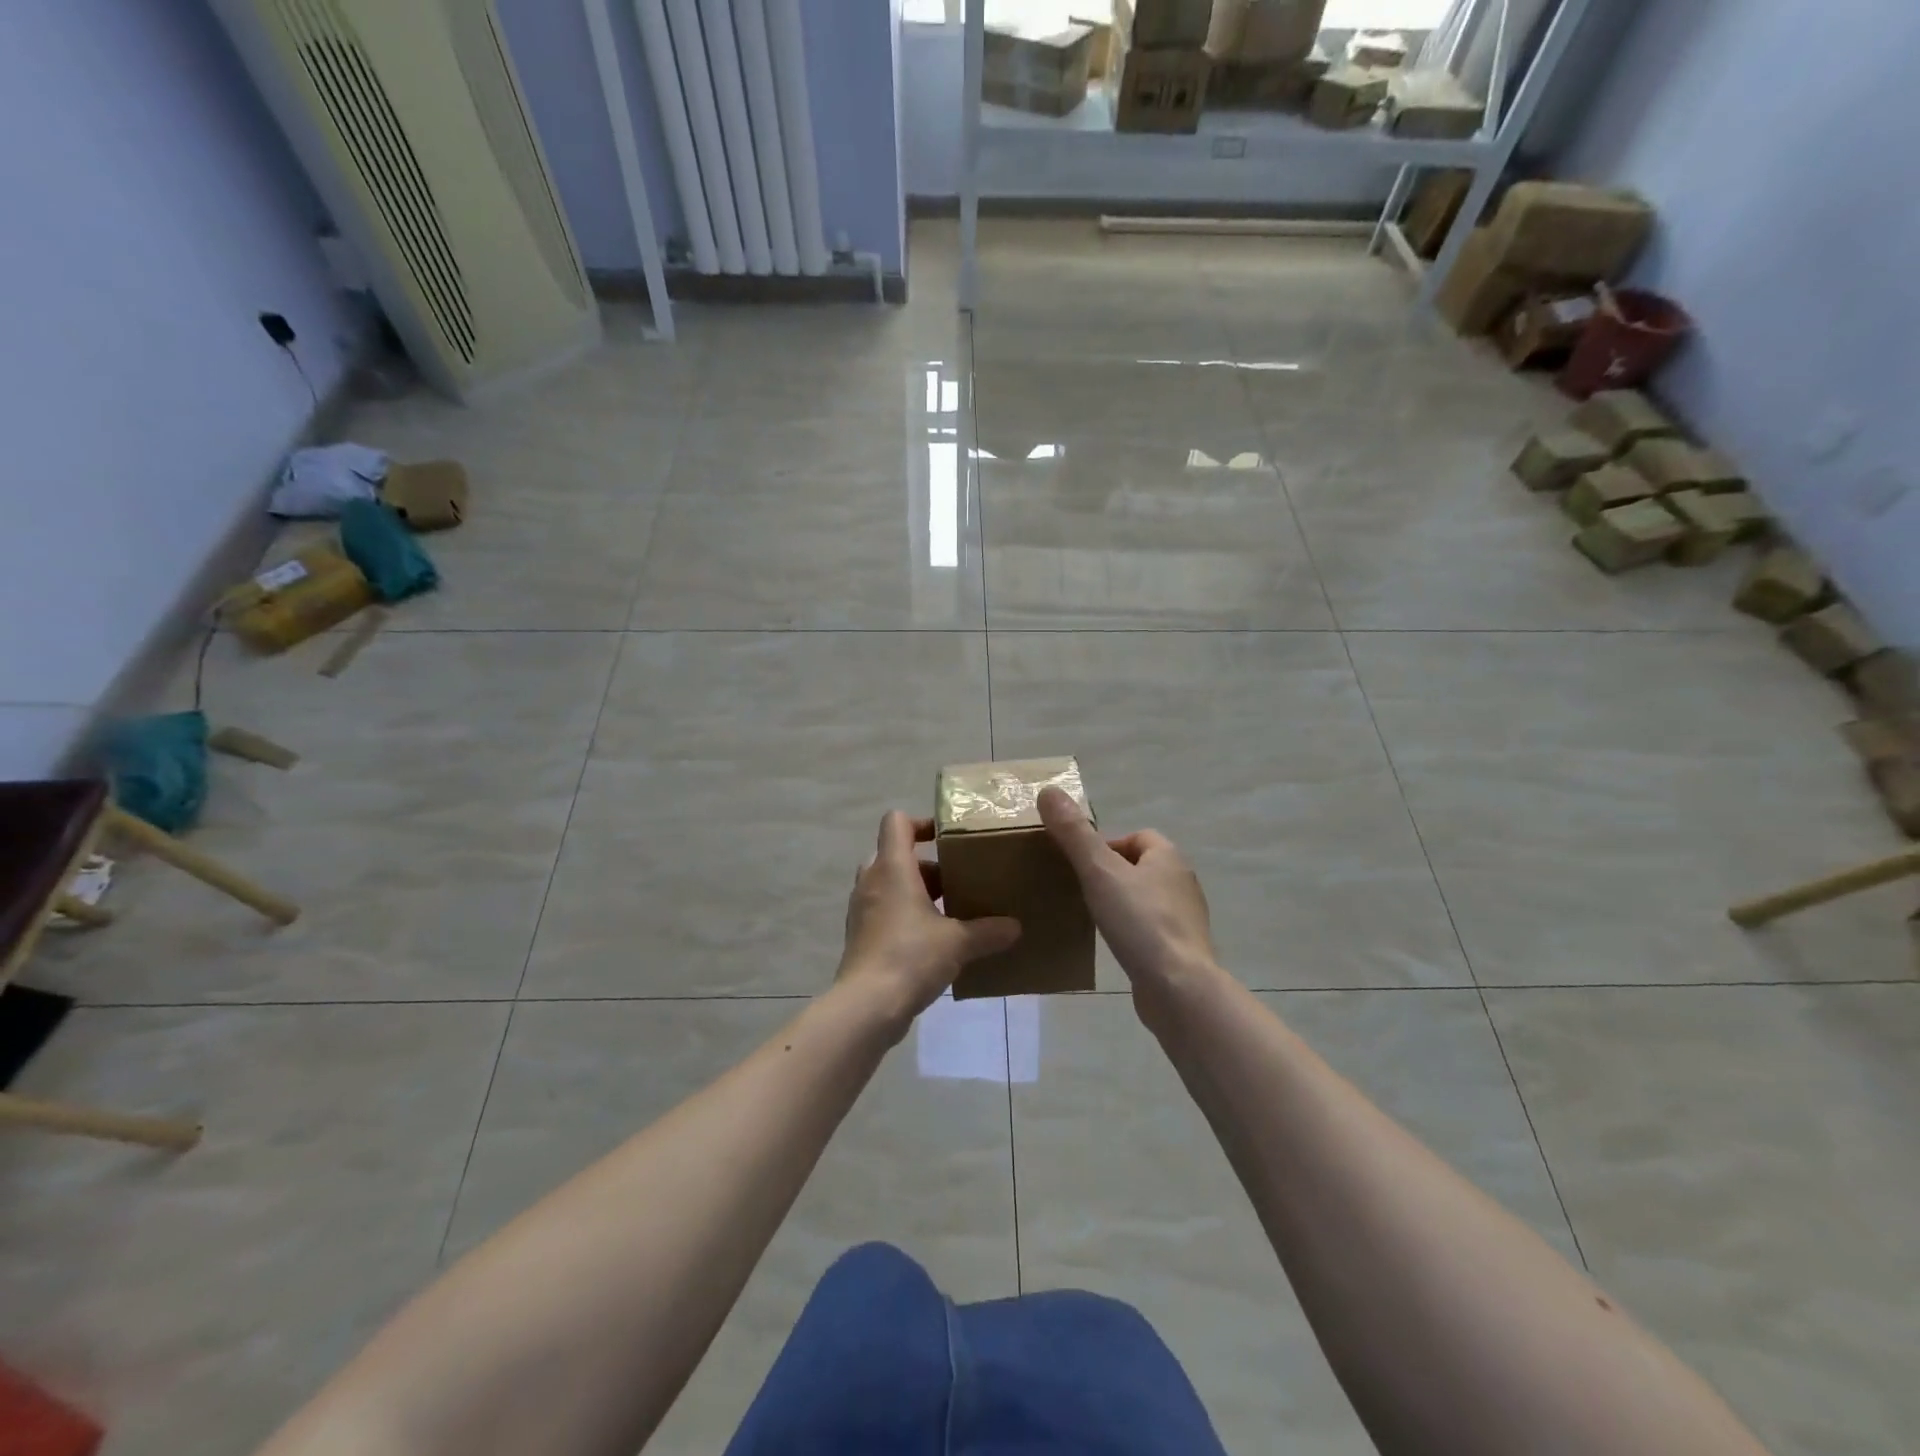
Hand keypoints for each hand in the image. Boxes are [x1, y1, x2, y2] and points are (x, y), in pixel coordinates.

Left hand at [837, 811, 1020, 1025]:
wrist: (867, 1006)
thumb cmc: (911, 956)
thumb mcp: (959, 942)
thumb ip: (988, 931)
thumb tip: (1016, 927)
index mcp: (892, 868)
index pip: (896, 822)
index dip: (921, 823)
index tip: (947, 839)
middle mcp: (872, 881)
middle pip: (894, 854)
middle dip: (925, 865)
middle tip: (955, 880)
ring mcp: (862, 909)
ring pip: (888, 885)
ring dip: (915, 892)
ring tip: (948, 911)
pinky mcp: (860, 936)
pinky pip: (883, 911)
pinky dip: (904, 916)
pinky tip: (932, 940)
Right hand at [1038, 787, 1216, 1002]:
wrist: (1178, 988)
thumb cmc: (1139, 922)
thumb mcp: (1098, 872)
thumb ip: (1074, 834)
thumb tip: (1048, 790)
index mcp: (1168, 857)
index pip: (1137, 836)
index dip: (1107, 845)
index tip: (1080, 865)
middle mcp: (1182, 882)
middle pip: (1141, 866)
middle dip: (1111, 873)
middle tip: (1081, 889)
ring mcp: (1185, 918)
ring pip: (1146, 898)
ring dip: (1122, 902)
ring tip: (1093, 916)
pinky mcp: (1181, 949)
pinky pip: (1151, 929)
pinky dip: (1132, 930)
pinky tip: (1114, 945)